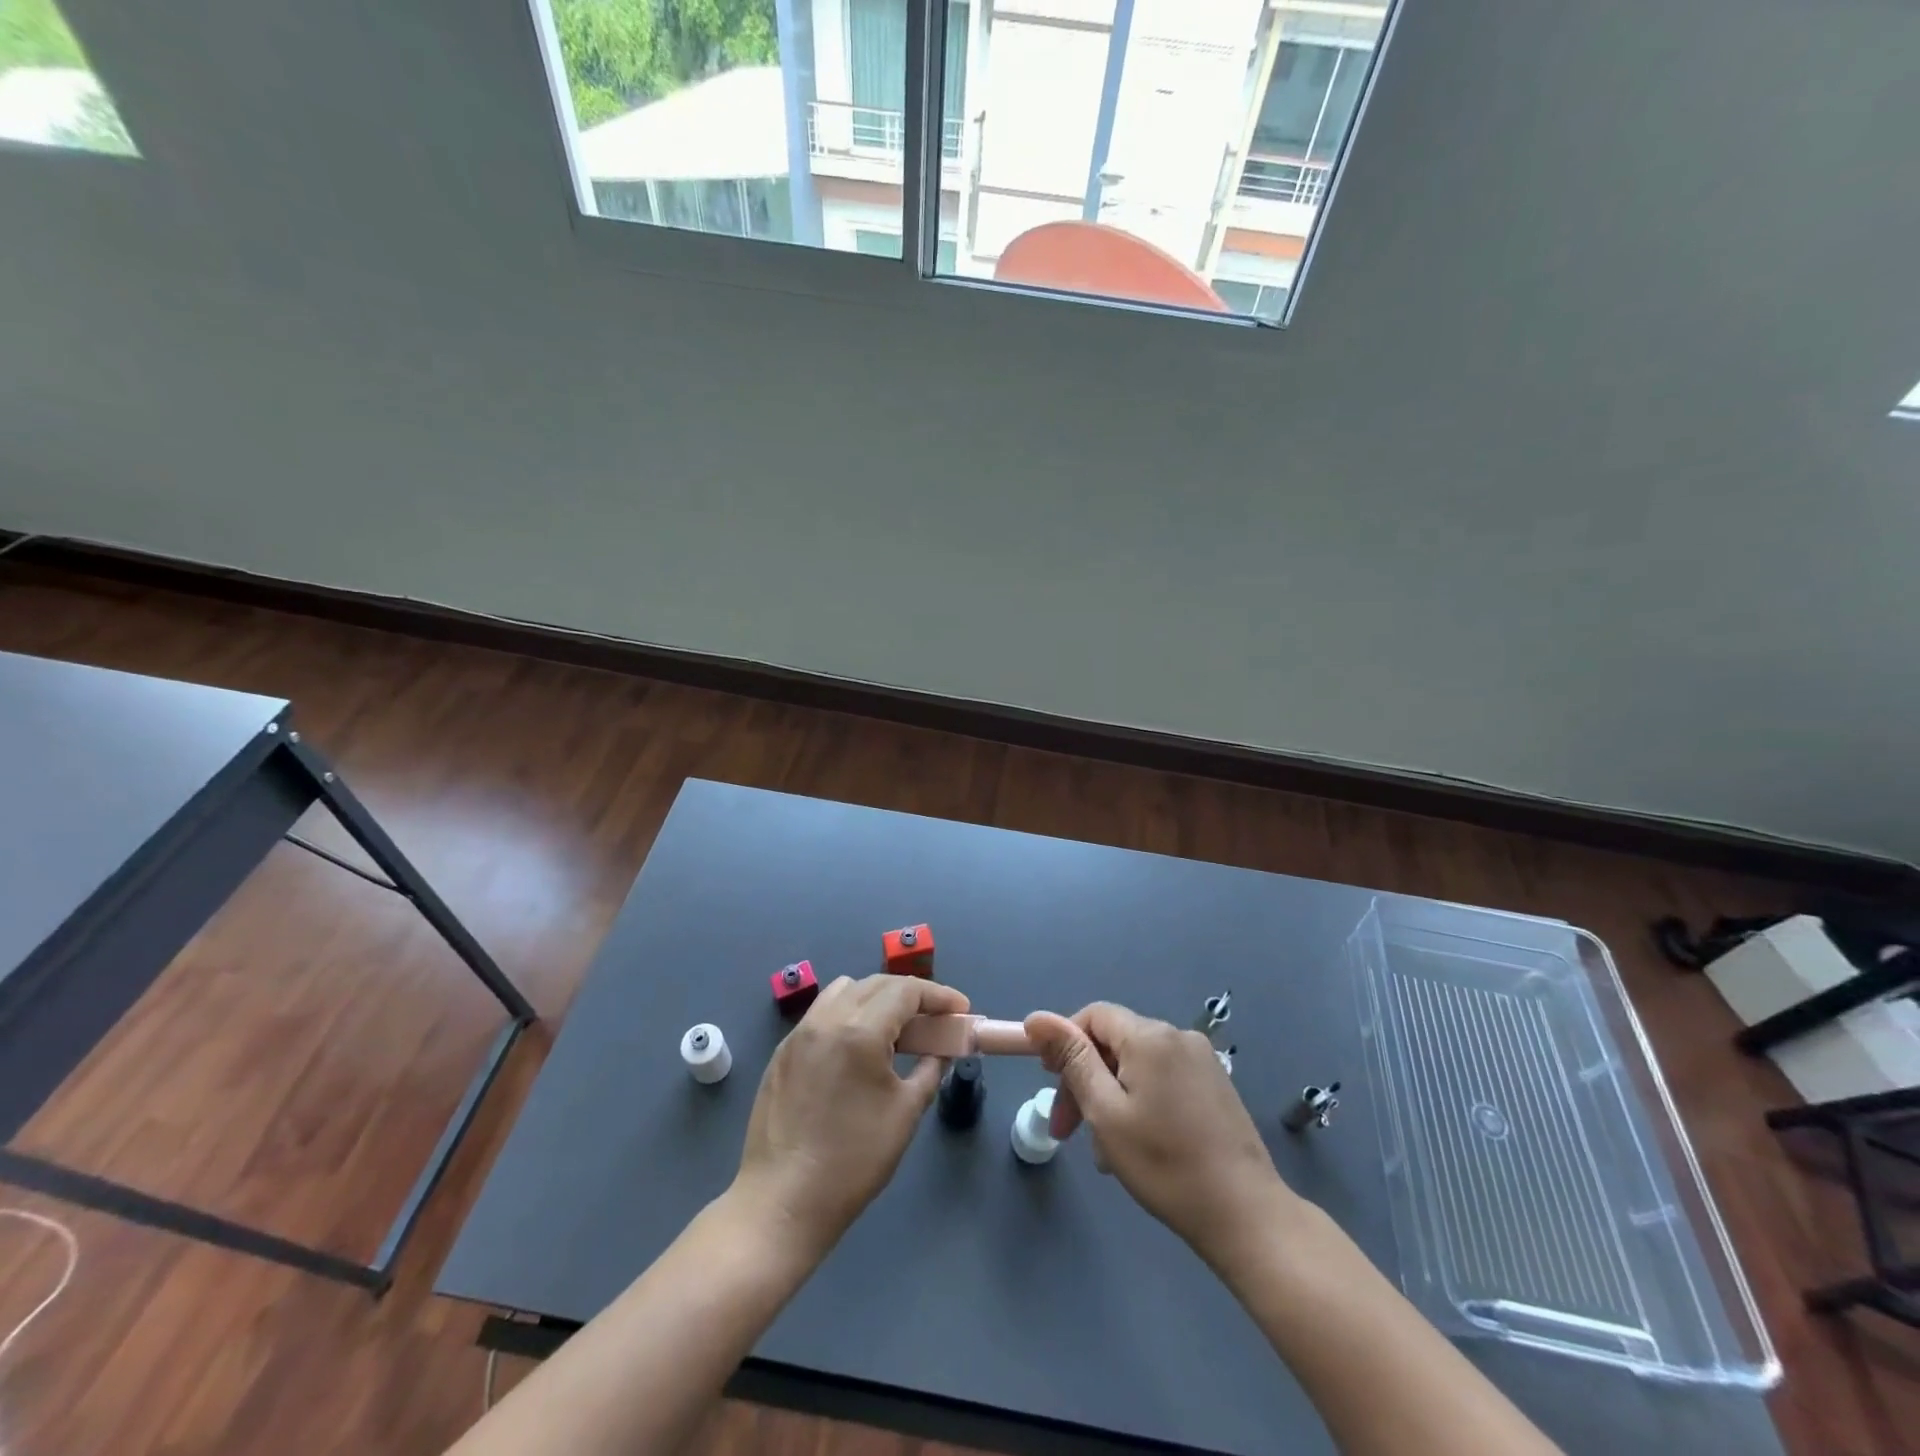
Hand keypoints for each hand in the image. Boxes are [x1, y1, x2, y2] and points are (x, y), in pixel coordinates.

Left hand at [736, 974, 969, 1258]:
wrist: (781, 1202)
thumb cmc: (852, 1161)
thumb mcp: (905, 1113)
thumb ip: (930, 1070)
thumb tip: (941, 1050)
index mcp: (859, 1031)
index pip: (906, 991)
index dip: (939, 995)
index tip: (962, 1010)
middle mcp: (826, 1019)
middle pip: (877, 984)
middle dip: (911, 995)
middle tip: (935, 1019)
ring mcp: (799, 1033)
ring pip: (845, 990)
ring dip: (876, 998)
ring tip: (895, 1029)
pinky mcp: (783, 1051)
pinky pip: (822, 1013)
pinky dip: (848, 1014)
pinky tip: (857, 1048)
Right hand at [1024, 1003, 1301, 1268]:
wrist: (1246, 1216)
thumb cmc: (1166, 1165)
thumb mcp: (1105, 1112)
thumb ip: (1071, 1059)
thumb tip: (1036, 1017)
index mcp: (1150, 1036)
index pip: (1093, 1016)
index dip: (1064, 1042)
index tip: (1049, 1083)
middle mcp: (1177, 1036)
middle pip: (1115, 1042)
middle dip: (1085, 1079)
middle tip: (1068, 1130)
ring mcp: (1201, 1060)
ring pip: (1136, 1065)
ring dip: (1110, 1097)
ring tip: (1105, 1151)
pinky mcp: (1215, 1085)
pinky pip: (1162, 1079)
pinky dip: (1140, 1102)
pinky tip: (1137, 1145)